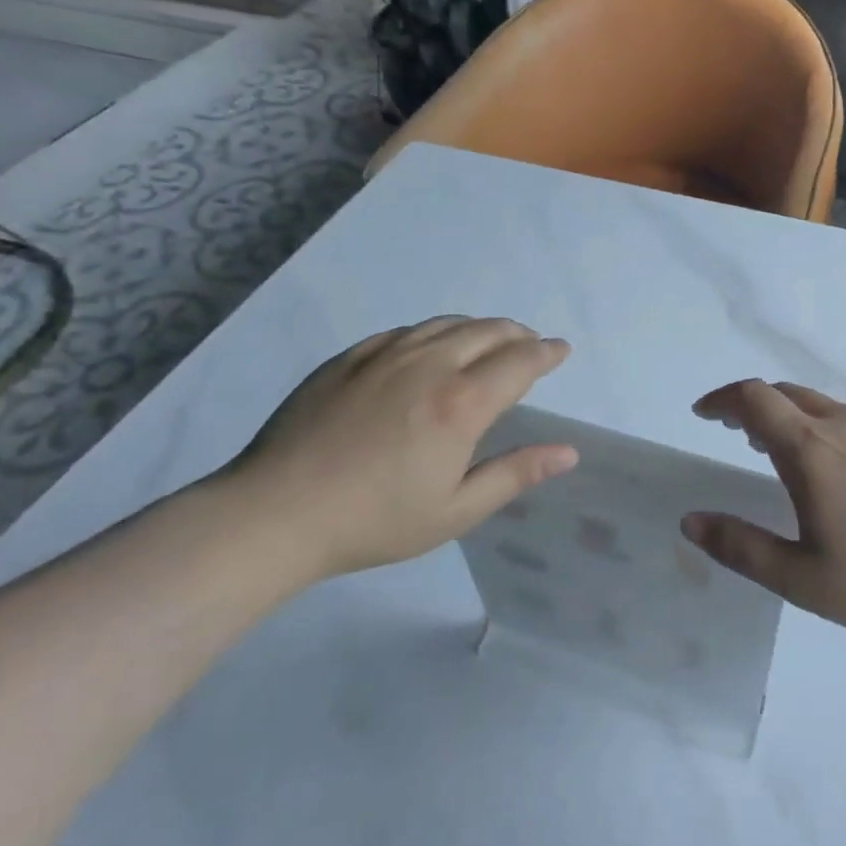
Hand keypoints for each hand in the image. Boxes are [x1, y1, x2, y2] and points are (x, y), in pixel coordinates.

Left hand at [217, 316, 577, 585]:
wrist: (277, 512)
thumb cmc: (376, 520)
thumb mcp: (456, 510)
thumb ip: (515, 474)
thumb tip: (568, 451)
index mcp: (461, 403)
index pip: (520, 361)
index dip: (547, 353)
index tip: (561, 350)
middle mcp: (429, 365)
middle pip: (487, 331)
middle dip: (518, 334)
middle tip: (531, 344)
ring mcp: (384, 355)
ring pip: (445, 324)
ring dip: (478, 327)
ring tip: (489, 339)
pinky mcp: (349, 358)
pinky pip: (404, 331)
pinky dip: (433, 332)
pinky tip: (429, 346)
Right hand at [682, 380, 845, 642]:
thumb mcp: (802, 580)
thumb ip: (740, 547)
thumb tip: (690, 521)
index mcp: (812, 451)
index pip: (754, 398)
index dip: (723, 399)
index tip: (705, 414)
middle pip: (787, 394)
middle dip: (753, 406)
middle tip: (738, 435)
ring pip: (825, 408)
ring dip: (794, 420)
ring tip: (786, 456)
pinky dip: (831, 432)